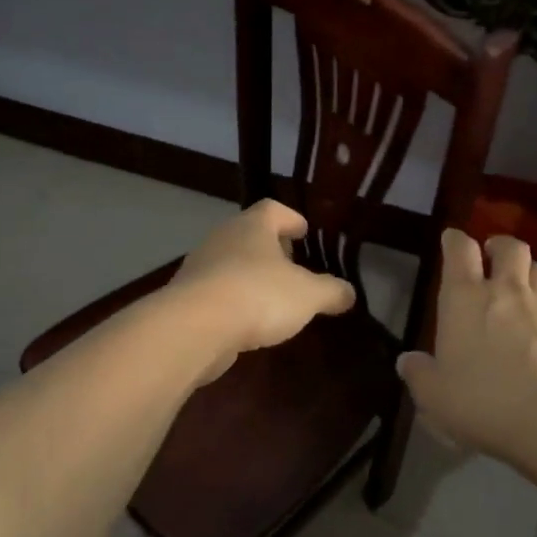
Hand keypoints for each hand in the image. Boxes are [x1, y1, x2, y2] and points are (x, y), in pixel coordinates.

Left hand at [166, 201, 356, 378]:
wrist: (195, 327)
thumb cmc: (258, 295)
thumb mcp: (308, 295)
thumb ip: (331, 291)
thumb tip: (349, 292)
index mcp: (252, 226)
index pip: (272, 209)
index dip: (290, 218)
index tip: (303, 231)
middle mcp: (223, 238)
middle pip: (249, 234)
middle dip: (271, 248)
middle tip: (291, 265)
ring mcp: (200, 267)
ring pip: (231, 263)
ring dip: (250, 275)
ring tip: (272, 297)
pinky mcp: (186, 297)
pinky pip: (216, 291)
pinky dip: (233, 300)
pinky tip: (247, 320)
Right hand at [397, 230, 536, 466]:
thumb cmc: (480, 400)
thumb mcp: (433, 394)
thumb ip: (418, 373)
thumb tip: (407, 361)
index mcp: (464, 298)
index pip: (460, 249)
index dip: (454, 240)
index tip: (451, 241)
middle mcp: (505, 292)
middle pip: (510, 247)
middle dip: (499, 247)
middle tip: (491, 258)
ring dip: (528, 273)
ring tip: (519, 287)